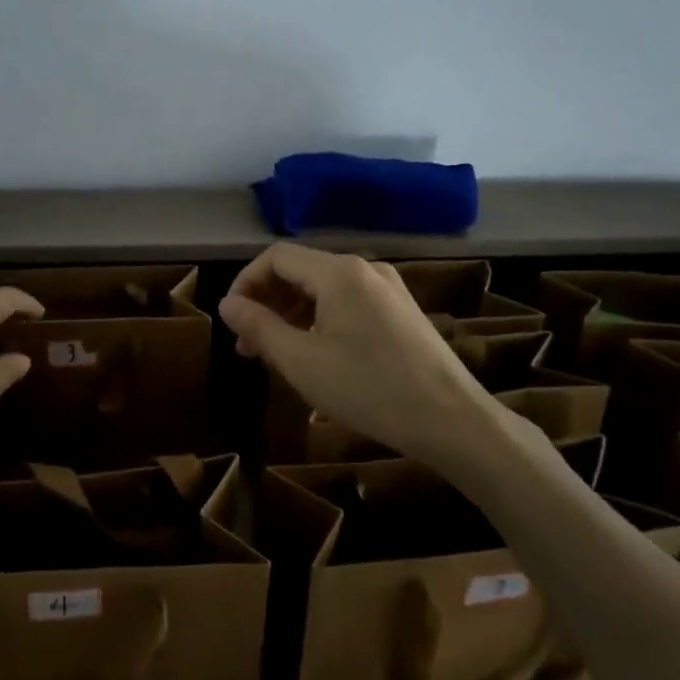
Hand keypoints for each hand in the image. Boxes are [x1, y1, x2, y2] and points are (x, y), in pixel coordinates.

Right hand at [219, 244, 510, 469]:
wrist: (452, 421)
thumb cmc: (369, 388)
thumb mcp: (301, 361)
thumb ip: (259, 326)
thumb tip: (227, 303)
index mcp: (339, 272)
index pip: (276, 257)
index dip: (245, 282)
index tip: (231, 319)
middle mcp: (364, 269)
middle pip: (300, 271)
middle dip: (267, 302)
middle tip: (248, 345)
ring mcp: (387, 289)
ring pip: (323, 289)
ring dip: (292, 314)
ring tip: (275, 354)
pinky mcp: (400, 311)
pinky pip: (347, 303)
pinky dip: (320, 320)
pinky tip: (314, 354)